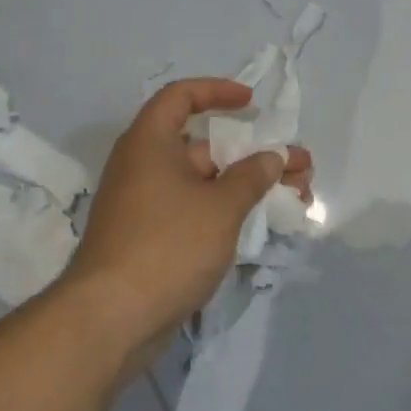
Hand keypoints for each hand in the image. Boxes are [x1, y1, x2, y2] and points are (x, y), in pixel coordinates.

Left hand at [65, 79, 311, 353]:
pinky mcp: (151, 239)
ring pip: (205, 183)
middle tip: (299, 166)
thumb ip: (251, 177)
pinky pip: (195, 211)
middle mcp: (143, 167)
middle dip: (254, 154)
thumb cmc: (167, 245)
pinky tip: (263, 225)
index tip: (251, 103)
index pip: (180, 97)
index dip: (217, 92)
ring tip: (296, 197)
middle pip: (204, 146)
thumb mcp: (220, 207)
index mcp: (150, 143)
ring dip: (248, 186)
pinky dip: (227, 211)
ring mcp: (146, 206)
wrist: (111, 318)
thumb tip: (271, 158)